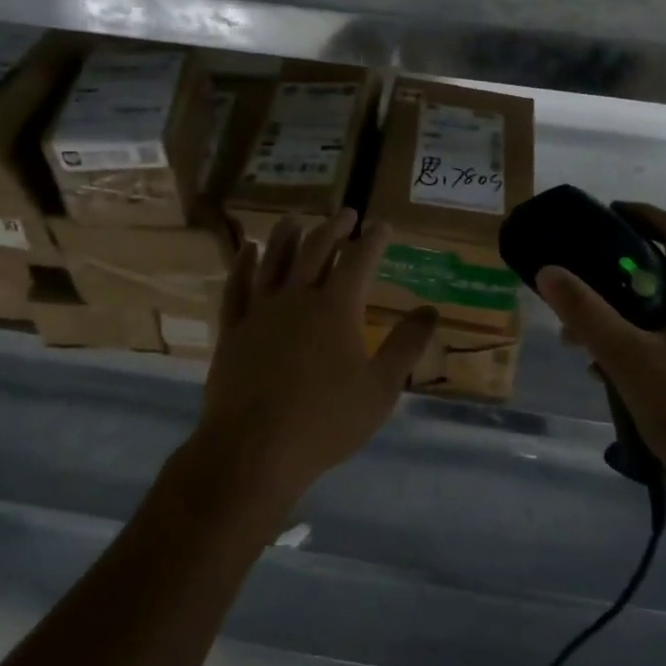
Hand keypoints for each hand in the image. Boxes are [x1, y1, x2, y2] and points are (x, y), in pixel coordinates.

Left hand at [193, 209, 438, 507]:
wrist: (253, 451)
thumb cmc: (325, 422)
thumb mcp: (380, 389)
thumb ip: (406, 346)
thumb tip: (432, 310)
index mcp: (336, 307)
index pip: (359, 259)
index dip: (373, 239)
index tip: (382, 226)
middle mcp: (298, 297)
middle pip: (316, 249)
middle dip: (334, 228)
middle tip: (346, 214)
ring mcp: (260, 311)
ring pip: (274, 259)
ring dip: (287, 234)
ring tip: (296, 219)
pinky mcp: (233, 329)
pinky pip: (237, 287)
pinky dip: (243, 264)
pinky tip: (248, 251)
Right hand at [535, 202, 665, 484]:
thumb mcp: (627, 356)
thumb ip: (586, 312)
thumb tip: (548, 270)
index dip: (643, 215)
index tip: (604, 214)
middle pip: (665, 266)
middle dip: (617, 265)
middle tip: (579, 269)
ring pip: (657, 306)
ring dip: (616, 307)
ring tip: (574, 329)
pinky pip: (659, 337)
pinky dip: (627, 337)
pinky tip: (595, 366)